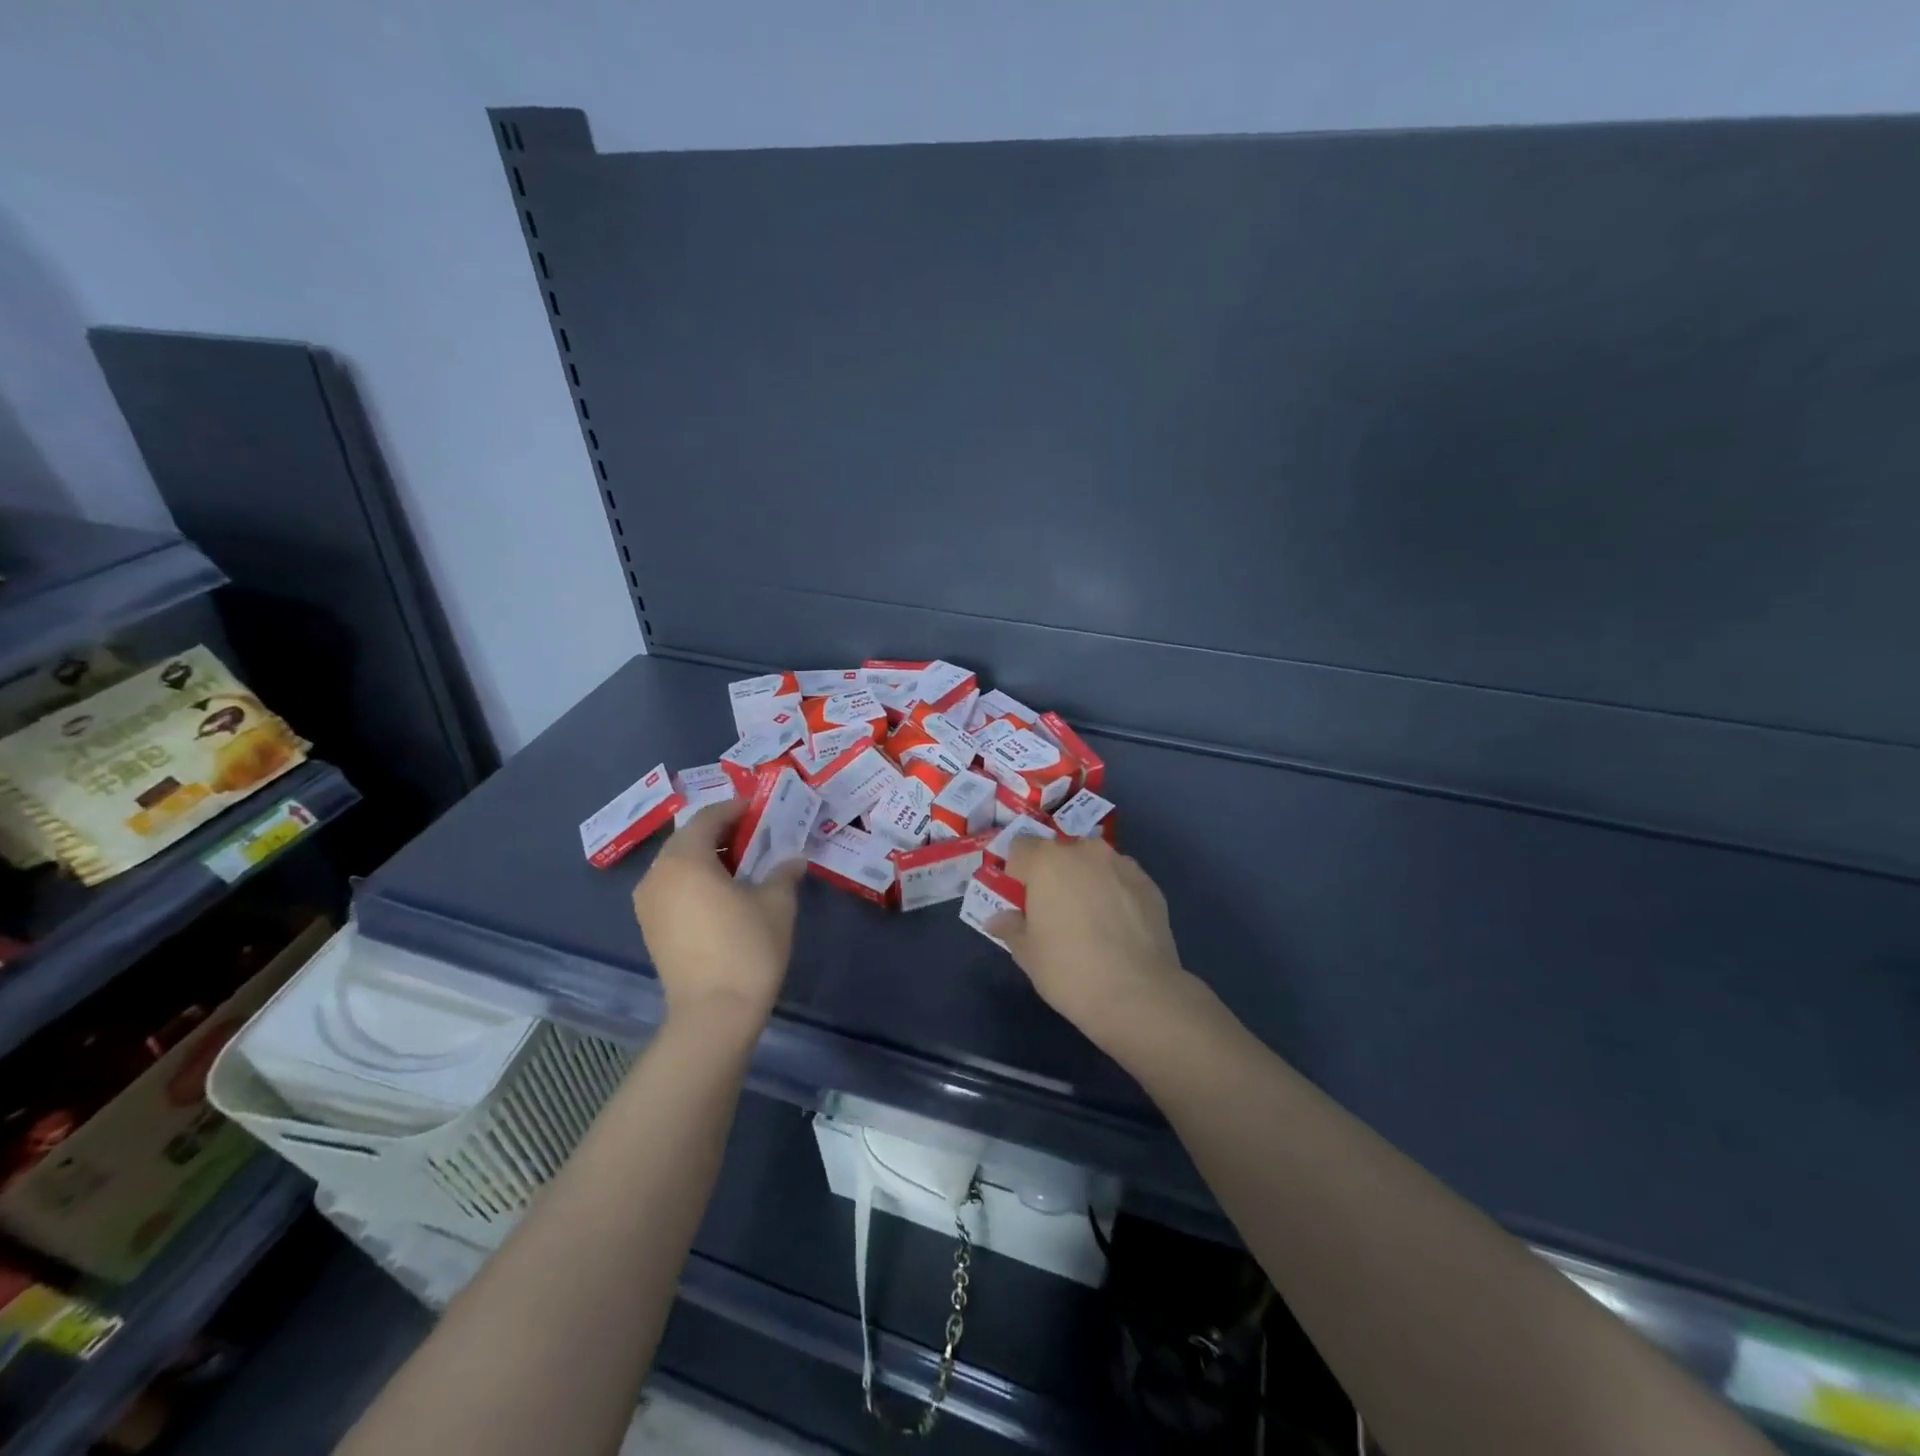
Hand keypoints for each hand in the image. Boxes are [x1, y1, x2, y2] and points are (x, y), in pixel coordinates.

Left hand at [631, 801, 802, 1030]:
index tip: (760, 808)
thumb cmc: (747, 948)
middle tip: (755, 835)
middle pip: (688, 839)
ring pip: (678, 865)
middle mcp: (657, 875)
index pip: (708, 817)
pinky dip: (695, 881)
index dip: (736, 808)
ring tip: (742, 864)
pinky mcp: (650, 929)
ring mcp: (648, 904)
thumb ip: (783, 873)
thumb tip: (794, 859)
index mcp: (685, 860)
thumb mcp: (777, 904)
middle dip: (721, 832)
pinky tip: (723, 894)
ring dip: (707, 857)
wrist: (714, 1014)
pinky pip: (672, 888)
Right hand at [990, 836, 1199, 1054]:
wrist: (1138, 994)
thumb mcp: (1028, 954)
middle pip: (1060, 852)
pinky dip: (1115, 894)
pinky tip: (1118, 929)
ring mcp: (1122, 864)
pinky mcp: (1150, 884)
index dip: (1017, 872)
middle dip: (1053, 875)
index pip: (1020, 847)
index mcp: (1047, 861)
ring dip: (1086, 881)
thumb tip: (999, 919)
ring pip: (1093, 864)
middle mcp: (1085, 851)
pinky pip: (1121, 880)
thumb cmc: (1069, 971)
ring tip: (1091, 921)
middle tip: (1054, 912)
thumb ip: (1011, 928)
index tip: (1021, 901)